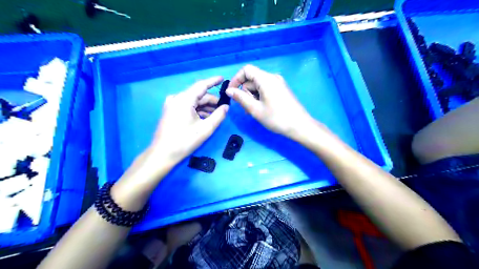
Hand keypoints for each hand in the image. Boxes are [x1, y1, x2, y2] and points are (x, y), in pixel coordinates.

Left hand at [149, 75, 228, 166]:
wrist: (162, 154)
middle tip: (224, 108)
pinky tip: (205, 117)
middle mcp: (177, 98)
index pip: (201, 85)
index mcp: (184, 99)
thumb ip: (218, 116)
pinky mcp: (170, 111)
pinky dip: (197, 110)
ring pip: (193, 101)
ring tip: (216, 115)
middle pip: (198, 95)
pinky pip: (187, 106)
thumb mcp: (205, 129)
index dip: (213, 81)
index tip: (223, 79)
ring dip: (205, 106)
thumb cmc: (185, 141)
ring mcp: (171, 104)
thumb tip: (226, 106)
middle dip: (211, 101)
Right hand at [227, 64, 314, 138]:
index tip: (231, 92)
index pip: (246, 70)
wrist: (300, 126)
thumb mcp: (255, 109)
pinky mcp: (281, 90)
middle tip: (246, 109)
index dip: (236, 79)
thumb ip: (240, 98)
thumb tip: (229, 90)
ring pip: (258, 85)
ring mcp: (278, 83)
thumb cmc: (276, 118)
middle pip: (252, 79)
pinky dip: (259, 97)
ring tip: (254, 112)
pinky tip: (261, 109)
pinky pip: (265, 89)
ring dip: (252, 97)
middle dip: (245, 92)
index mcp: (266, 79)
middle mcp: (272, 77)